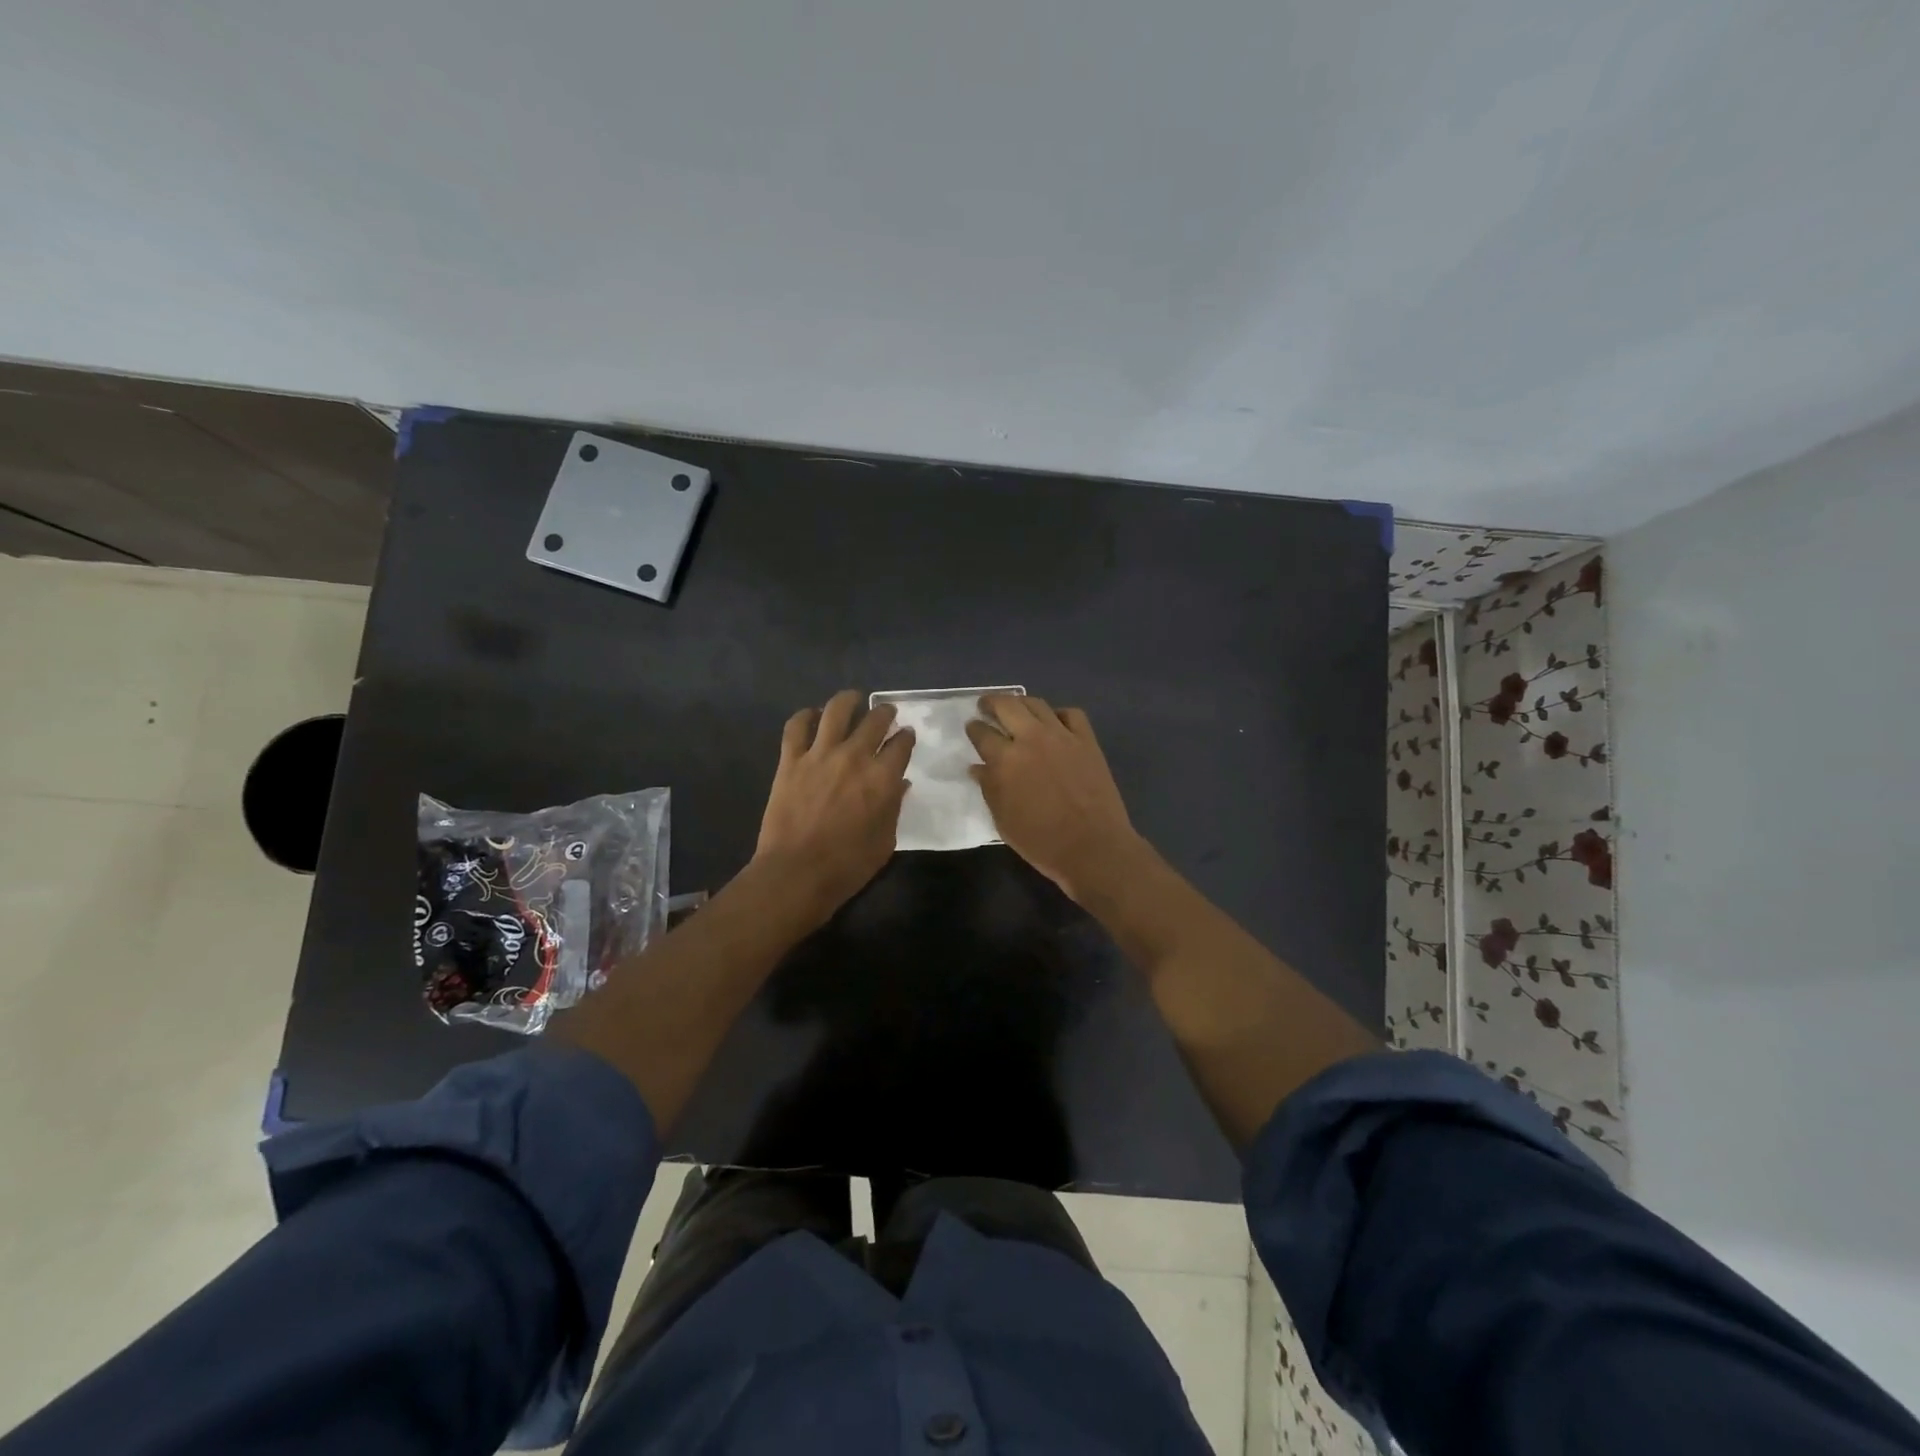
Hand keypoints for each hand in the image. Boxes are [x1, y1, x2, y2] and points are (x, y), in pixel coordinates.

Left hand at [754, 689, 913, 916]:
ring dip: (848, 701)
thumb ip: (894, 807)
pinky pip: (796, 727)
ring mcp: (819, 755)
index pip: (901, 744)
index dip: (906, 737)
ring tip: (853, 699)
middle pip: (874, 720)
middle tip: (885, 714)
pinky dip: (805, 716)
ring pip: (836, 711)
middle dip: (884, 713)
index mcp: (882, 778)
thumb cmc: (847, 865)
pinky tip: (811, 715)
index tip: (906, 735)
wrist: (796, 873)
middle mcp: (854, 757)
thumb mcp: (885, 841)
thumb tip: (900, 784)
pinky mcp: (791, 760)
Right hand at [966, 695, 1144, 902]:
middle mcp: (1031, 739)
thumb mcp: (1003, 820)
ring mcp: (1062, 736)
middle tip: (986, 706)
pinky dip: (1058, 714)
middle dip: (991, 703)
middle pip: (1006, 706)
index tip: (972, 727)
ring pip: (1037, 704)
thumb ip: (989, 788)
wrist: (1092, 847)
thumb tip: (978, 768)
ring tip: (1016, 708)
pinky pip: (1071, 714)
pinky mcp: (1087, 741)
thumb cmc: (1041, 841)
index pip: (982, 733)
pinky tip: (1054, 723)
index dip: (973, 728)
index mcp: (1005, 760)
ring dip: (1021, 703)